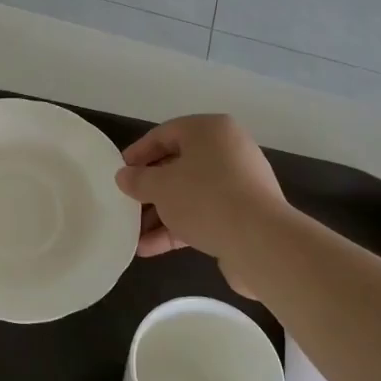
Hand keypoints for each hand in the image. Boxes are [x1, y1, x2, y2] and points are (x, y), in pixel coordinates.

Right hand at [114, 115, 292, 295]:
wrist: (261, 242)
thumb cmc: (205, 198)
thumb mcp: (160, 186)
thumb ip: (138, 180)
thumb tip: (124, 176)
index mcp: (210, 131)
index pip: (164, 134)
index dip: (137, 153)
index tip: (118, 173)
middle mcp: (228, 151)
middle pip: (177, 165)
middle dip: (149, 189)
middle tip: (126, 204)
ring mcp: (239, 184)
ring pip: (189, 194)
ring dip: (160, 214)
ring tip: (133, 234)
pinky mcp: (243, 214)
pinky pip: (204, 215)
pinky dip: (178, 228)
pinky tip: (150, 249)